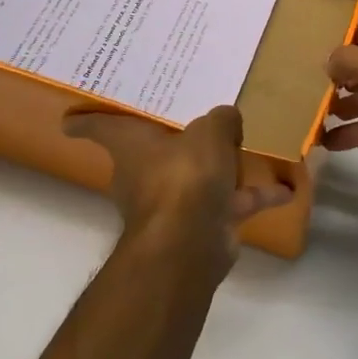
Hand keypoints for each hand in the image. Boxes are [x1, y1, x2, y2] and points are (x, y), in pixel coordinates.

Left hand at [63, 105, 292, 267]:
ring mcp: (174, 202)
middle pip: (152, 152)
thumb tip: (228, 117)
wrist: (191, 242)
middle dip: (171, 140)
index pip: (97, 127)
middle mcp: (145, 174)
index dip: (83, 121)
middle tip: (191, 116)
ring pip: (198, 177)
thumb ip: (221, 120)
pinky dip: (257, 197)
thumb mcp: (209, 133)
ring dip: (222, 169)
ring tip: (248, 147)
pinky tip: (288, 188)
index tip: (70, 118)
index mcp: (132, 146)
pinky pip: (232, 202)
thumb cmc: (185, 175)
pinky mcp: (203, 223)